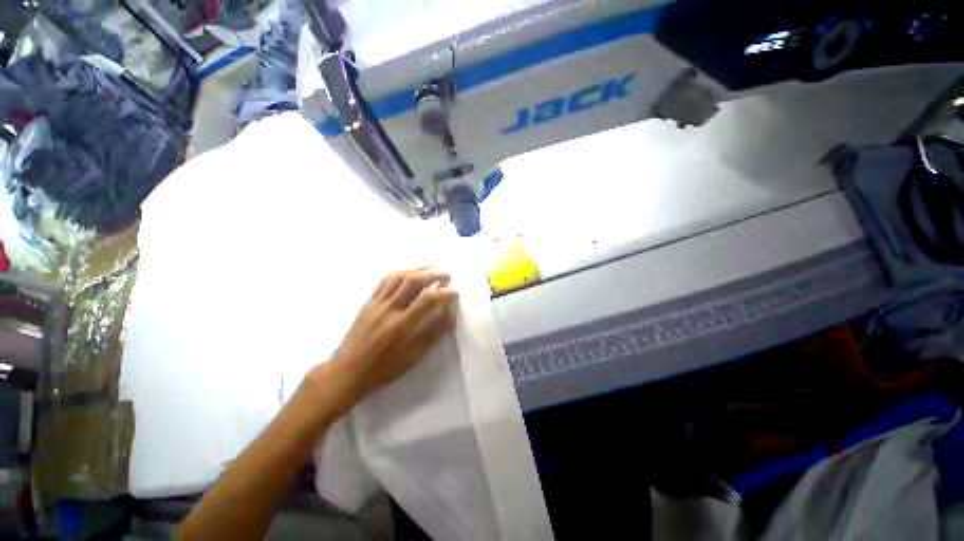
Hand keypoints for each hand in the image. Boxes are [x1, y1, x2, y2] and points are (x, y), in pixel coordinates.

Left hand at [319, 267, 457, 405]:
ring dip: (418, 269)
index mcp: (401, 325)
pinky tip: (410, 273)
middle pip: (413, 281)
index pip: (428, 300)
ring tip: (432, 269)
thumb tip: (449, 314)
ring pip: (399, 276)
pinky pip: (385, 280)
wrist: (348, 371)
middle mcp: (389, 309)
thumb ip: (432, 333)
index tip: (455, 293)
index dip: (445, 293)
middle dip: (434, 274)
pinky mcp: (369, 301)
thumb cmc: (383, 368)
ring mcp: (377, 302)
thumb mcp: (412, 356)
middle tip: (447, 275)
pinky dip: (402, 272)